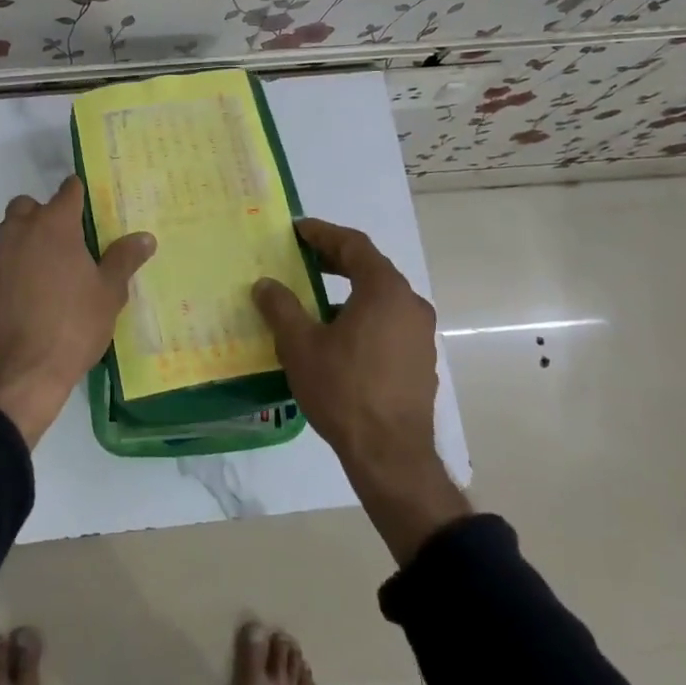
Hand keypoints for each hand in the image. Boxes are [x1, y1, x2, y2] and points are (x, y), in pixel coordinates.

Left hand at [0, 175, 155, 447]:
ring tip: (53, 262)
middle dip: (46, 212)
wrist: (21, 371)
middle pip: (30, 205)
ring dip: (28, 235)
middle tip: (70, 236)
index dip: (80, 192)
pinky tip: (33, 288)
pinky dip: (17, 262)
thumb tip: (145, 237)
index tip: (91, 201)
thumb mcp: (109, 293)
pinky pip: (4, 258)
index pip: (68, 191)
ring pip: (12, 230)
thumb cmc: (73, 325)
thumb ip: (124, 259)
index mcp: (55, 225)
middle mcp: (22, 231)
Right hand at [252, 218, 469, 562]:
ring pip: (381, 297)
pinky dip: (363, 315)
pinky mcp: (420, 361)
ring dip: (349, 289)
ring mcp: (420, 334)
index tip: (297, 229)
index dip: (322, 233)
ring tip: (315, 297)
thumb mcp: (300, 345)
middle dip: (335, 259)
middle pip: (371, 268)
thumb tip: (265, 284)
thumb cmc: (344, 390)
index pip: (354, 245)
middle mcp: (410, 304)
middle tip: (302, 258)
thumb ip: (281, 307)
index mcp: (384, 290)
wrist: (390, 455)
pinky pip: (388, 322)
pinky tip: (338, 335)